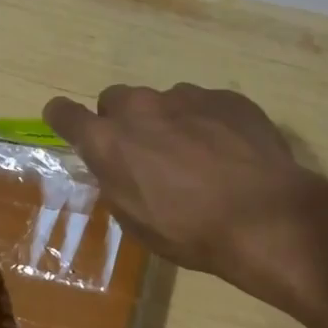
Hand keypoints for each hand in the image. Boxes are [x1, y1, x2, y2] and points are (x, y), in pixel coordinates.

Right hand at [44, 83, 327, 289]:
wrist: (263, 216)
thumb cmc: (189, 231)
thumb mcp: (136, 220)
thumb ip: (117, 182)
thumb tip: (116, 167)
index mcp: (109, 142)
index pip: (65, 114)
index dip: (63, 118)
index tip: (67, 123)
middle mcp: (141, 108)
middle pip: (116, 100)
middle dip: (123, 121)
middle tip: (143, 153)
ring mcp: (187, 96)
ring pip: (163, 102)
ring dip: (167, 123)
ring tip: (196, 158)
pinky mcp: (226, 97)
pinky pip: (204, 105)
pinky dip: (206, 123)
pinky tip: (228, 154)